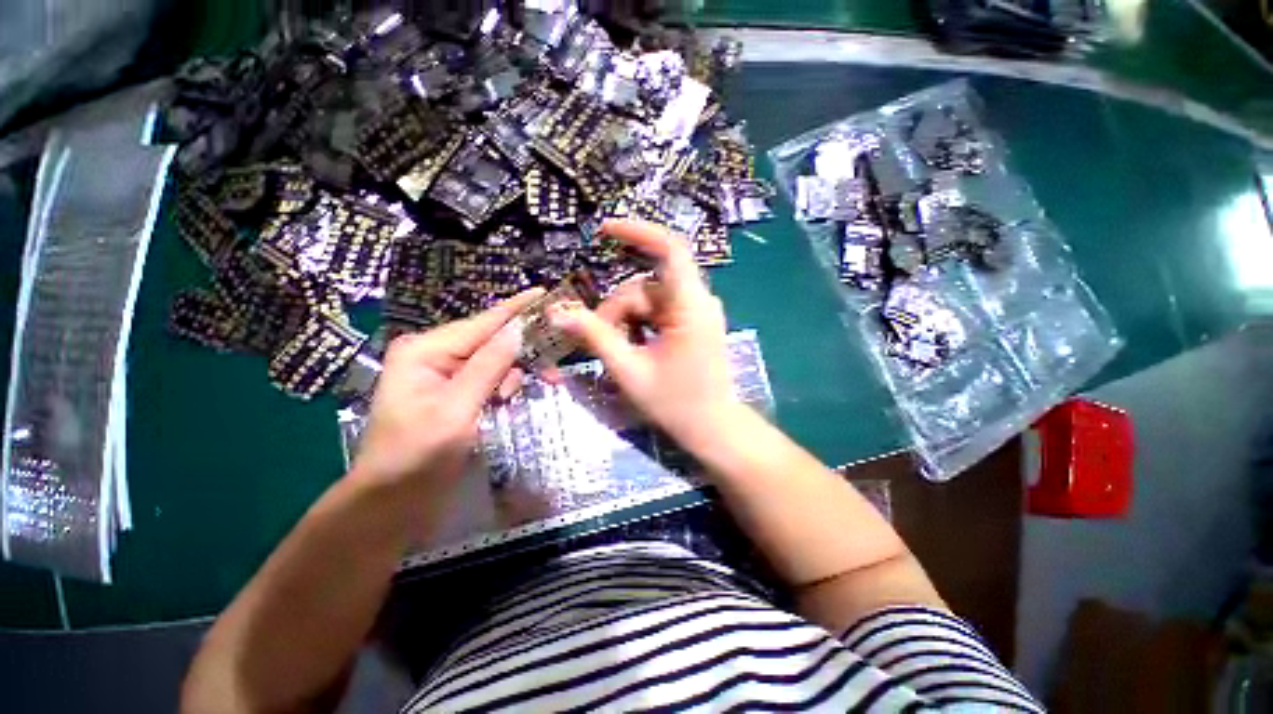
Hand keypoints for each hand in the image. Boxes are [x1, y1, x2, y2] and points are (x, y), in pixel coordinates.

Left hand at [349, 289, 541, 493]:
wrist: (393, 504)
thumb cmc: (417, 456)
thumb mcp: (456, 410)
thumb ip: (488, 367)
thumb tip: (518, 331)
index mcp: (426, 351)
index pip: (482, 323)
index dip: (516, 308)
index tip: (545, 291)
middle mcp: (435, 355)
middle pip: (491, 340)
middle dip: (520, 352)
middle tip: (553, 368)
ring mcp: (445, 375)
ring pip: (494, 362)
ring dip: (511, 376)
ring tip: (508, 401)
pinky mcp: (455, 393)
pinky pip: (489, 379)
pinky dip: (503, 388)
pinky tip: (503, 403)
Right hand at [547, 220, 738, 444]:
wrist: (712, 427)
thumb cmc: (675, 403)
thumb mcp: (629, 369)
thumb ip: (595, 337)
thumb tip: (559, 313)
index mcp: (690, 307)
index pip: (671, 250)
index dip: (639, 232)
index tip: (606, 230)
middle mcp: (698, 301)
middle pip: (645, 286)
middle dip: (617, 310)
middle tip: (600, 342)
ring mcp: (697, 312)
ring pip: (649, 300)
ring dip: (626, 320)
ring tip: (619, 351)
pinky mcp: (693, 322)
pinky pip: (658, 311)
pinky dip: (640, 324)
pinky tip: (634, 346)